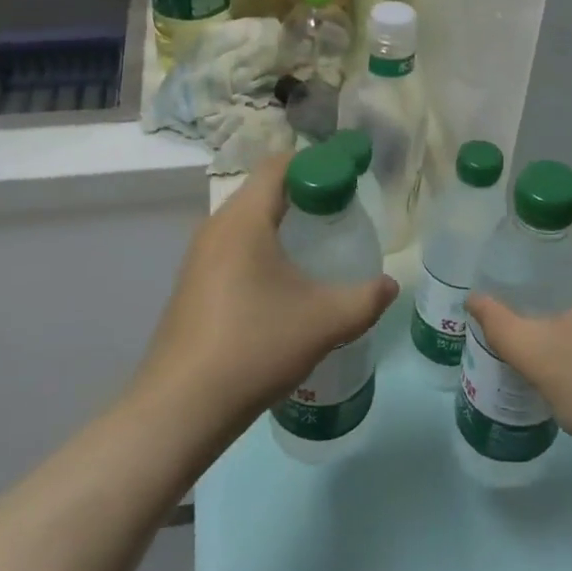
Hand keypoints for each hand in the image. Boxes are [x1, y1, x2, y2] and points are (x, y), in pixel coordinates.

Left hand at [136, 155, 397, 447]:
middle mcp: (215, 228)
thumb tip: (390, 286)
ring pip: (246, 221)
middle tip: (342, 210)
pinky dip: (262, 248)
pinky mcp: (193, 286)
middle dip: (304, 193)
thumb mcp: (325, 321)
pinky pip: (233, 248)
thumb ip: (366, 298)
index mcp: (243, 220)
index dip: (317, 162)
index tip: (349, 174)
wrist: (181, 408)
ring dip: (282, 223)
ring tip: (318, 245)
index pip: (279, 165)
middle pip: (262, 190)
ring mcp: (198, 258)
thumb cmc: (255, 346)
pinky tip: (284, 283)